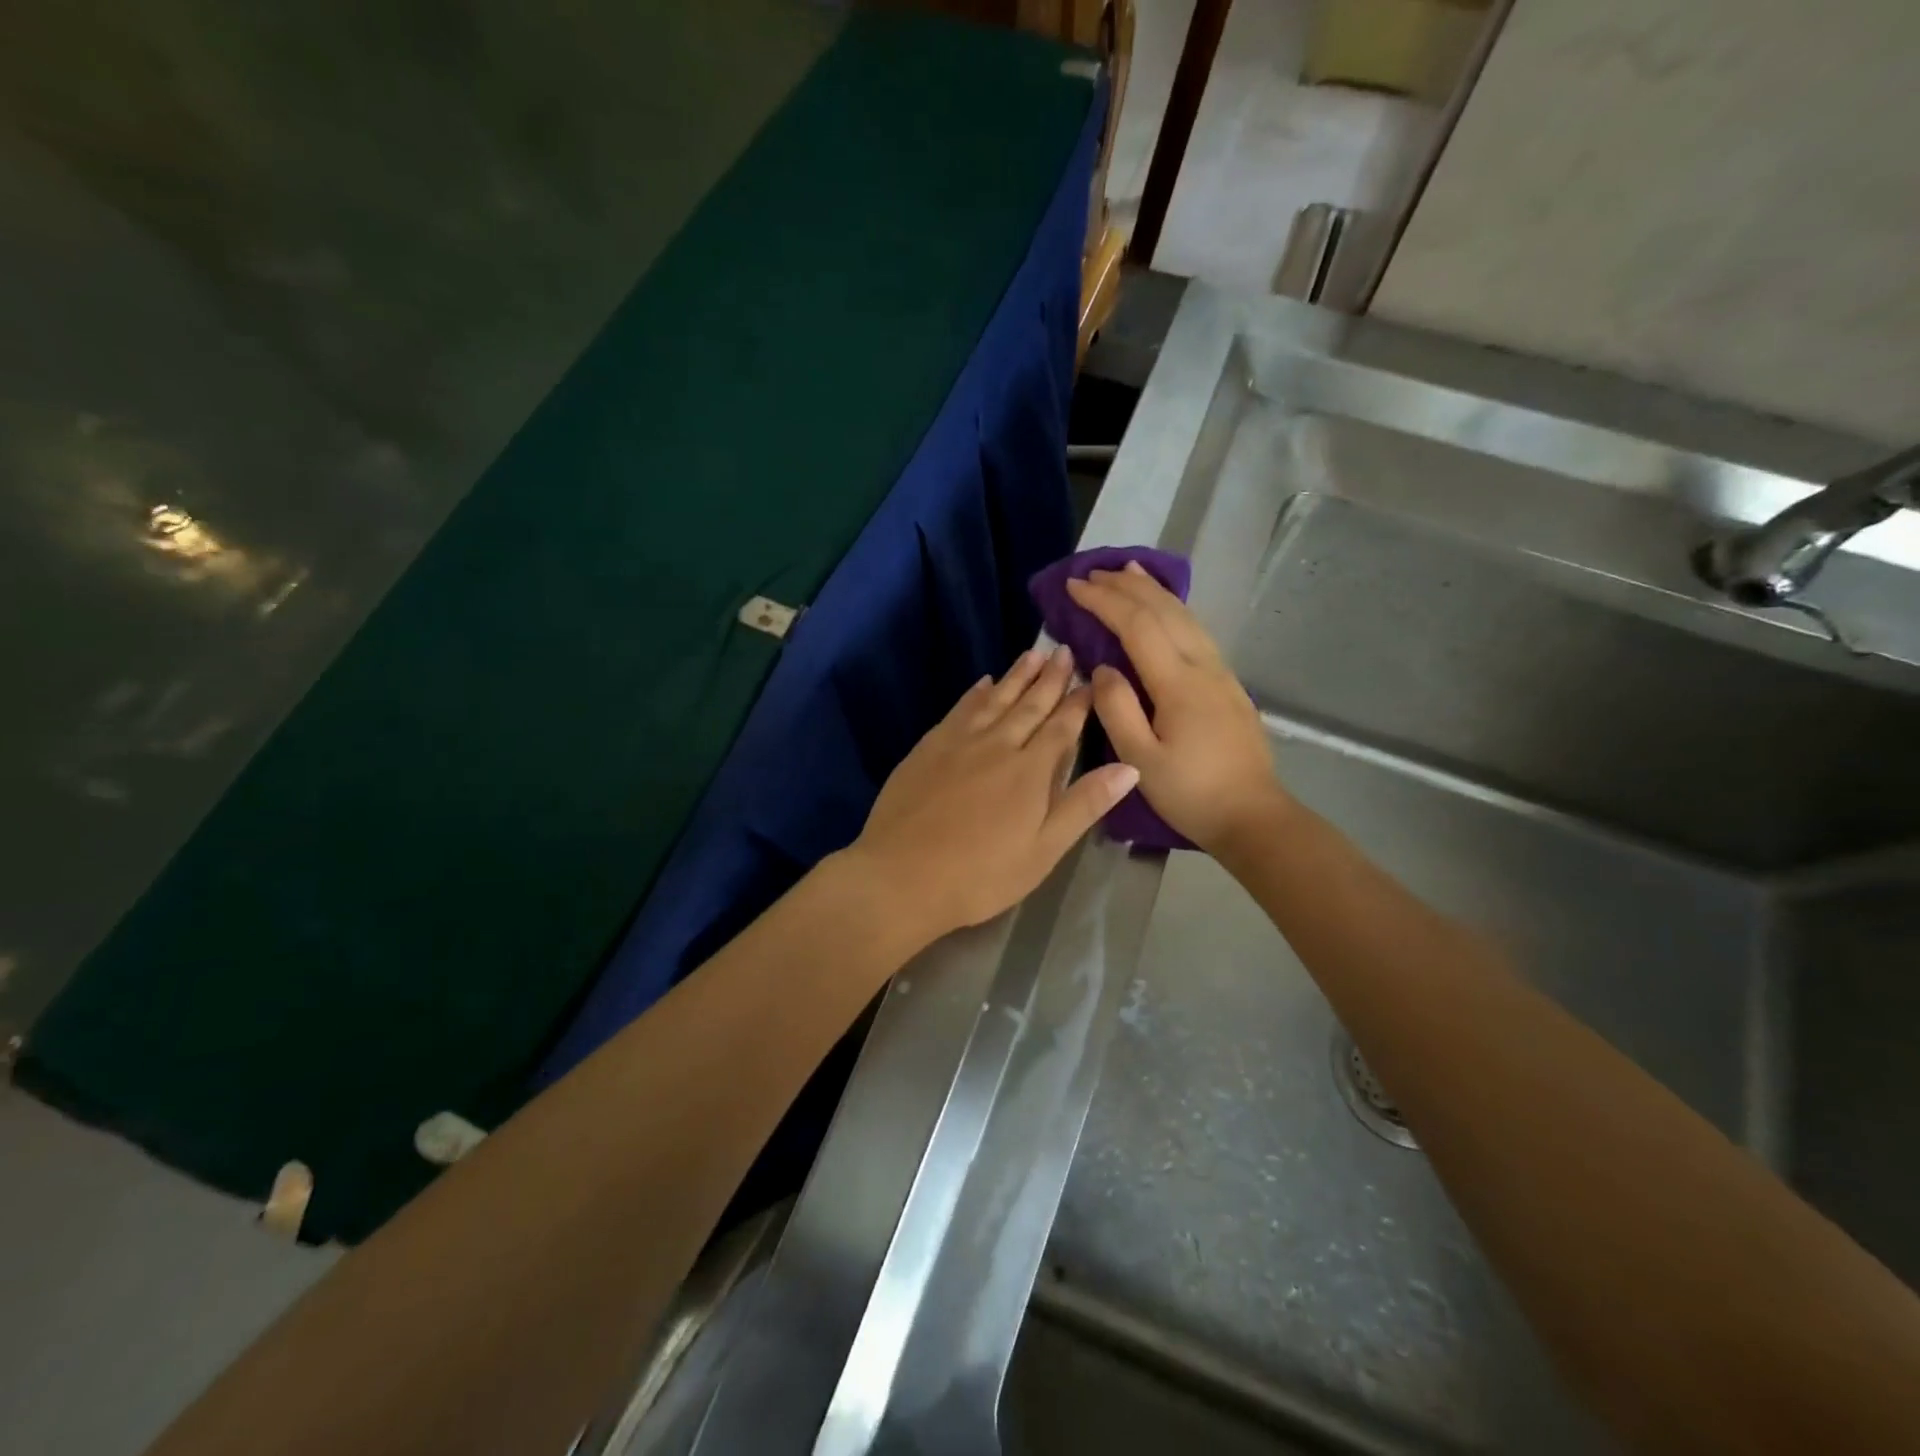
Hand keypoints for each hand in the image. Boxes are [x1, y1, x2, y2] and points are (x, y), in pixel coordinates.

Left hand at [845, 646, 1139, 942]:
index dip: (1079, 702)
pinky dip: (975, 694)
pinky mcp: (928, 748)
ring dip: (1015, 676)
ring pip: (994, 699)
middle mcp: (997, 745)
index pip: (1062, 727)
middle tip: (1062, 650)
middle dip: (1050, 678)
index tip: (1092, 678)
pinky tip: (982, 683)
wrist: (902, 875)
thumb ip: (1084, 805)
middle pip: (1029, 705)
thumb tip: (1129, 767)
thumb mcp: (1043, 850)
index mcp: (1030, 770)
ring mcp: (958, 743)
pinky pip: (959, 710)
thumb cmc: (981, 874)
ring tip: (1031, 654)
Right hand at [1066, 563, 1287, 853]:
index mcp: (1178, 683)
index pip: (1137, 625)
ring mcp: (1221, 673)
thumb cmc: (1191, 794)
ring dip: (1153, 591)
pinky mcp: (1228, 684)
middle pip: (1164, 611)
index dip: (1104, 601)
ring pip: (1186, 616)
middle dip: (1126, 586)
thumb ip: (1117, 709)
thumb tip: (1102, 668)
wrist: (1253, 817)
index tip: (1073, 586)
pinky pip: (1196, 631)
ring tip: (1129, 571)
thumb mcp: (1141, 760)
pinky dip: (1174, 609)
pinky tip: (1165, 609)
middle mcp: (1203, 666)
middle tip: (1093, 572)